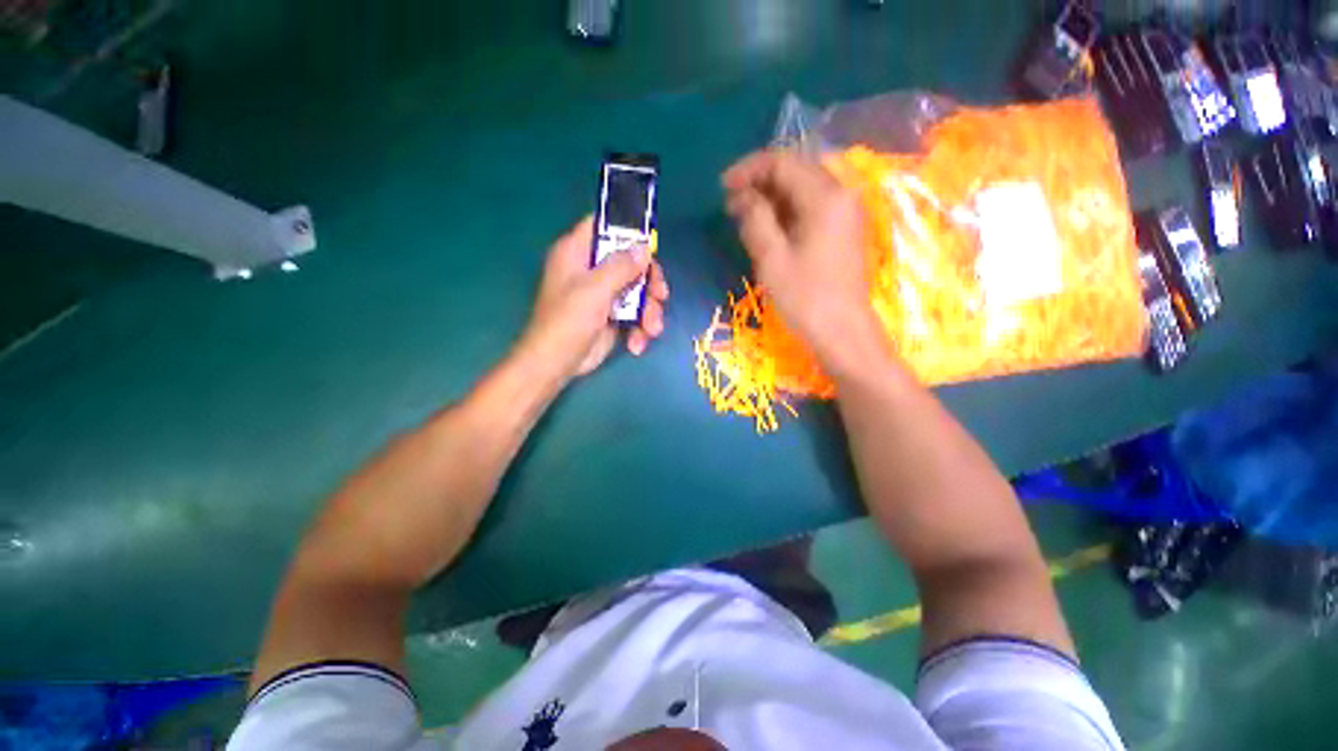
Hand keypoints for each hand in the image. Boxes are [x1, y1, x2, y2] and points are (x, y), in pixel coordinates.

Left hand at [520, 216, 669, 379]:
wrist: (557, 364)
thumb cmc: (568, 321)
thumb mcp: (595, 289)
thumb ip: (621, 266)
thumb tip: (645, 247)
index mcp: (577, 252)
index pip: (602, 225)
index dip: (627, 229)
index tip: (650, 242)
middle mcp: (592, 270)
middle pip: (630, 261)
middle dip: (649, 281)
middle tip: (661, 295)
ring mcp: (604, 294)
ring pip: (638, 290)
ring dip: (650, 311)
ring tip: (651, 330)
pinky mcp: (613, 316)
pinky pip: (636, 313)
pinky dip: (640, 328)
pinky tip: (636, 344)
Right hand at [723, 150, 878, 368]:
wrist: (843, 331)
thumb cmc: (805, 297)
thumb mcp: (772, 258)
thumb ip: (755, 218)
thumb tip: (742, 196)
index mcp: (825, 196)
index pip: (783, 162)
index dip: (749, 169)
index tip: (723, 188)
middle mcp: (841, 194)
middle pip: (796, 170)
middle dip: (760, 182)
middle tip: (731, 204)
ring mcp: (845, 212)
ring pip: (803, 188)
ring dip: (771, 196)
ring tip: (744, 216)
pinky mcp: (843, 229)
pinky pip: (811, 206)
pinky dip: (787, 210)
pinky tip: (768, 227)